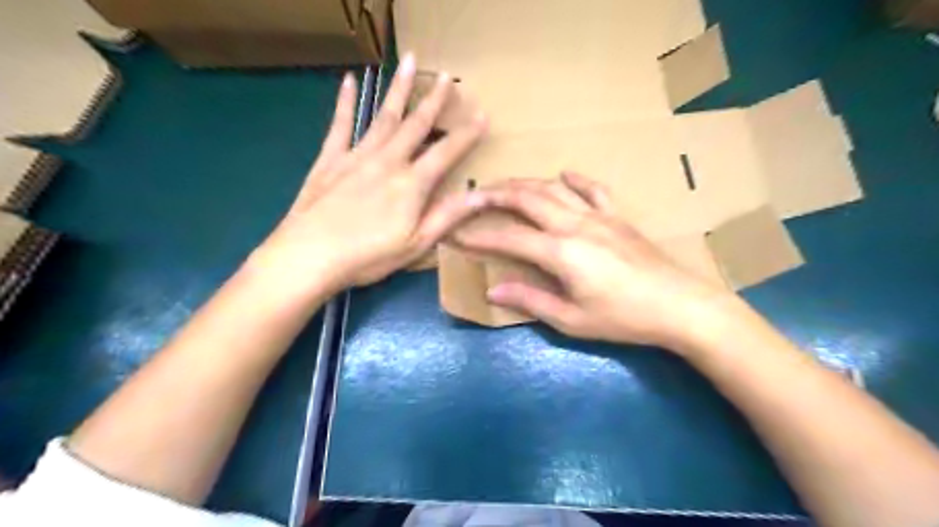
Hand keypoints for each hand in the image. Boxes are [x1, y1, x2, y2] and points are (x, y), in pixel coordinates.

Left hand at [246, 58, 488, 298]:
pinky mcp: (330, 160)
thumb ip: (447, 216)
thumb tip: (481, 195)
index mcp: (411, 184)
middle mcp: (387, 161)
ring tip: (410, 62)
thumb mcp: (416, 244)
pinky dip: (345, 102)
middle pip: (415, 125)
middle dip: (434, 101)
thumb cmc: (367, 257)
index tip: (482, 115)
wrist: (308, 256)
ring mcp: (356, 156)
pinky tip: (348, 81)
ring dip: (399, 89)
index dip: (466, 135)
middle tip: (447, 77)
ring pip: (383, 116)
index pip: (446, 153)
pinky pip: (340, 124)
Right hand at [461, 173, 740, 353]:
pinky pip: (594, 190)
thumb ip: (531, 300)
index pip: (509, 237)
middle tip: (472, 194)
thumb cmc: (623, 318)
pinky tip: (564, 174)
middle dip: (495, 194)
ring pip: (554, 189)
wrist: (680, 306)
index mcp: (561, 252)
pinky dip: (576, 179)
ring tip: (504, 185)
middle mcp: (576, 224)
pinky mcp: (618, 217)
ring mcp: (599, 216)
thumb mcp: (572, 319)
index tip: (457, 233)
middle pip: (527, 198)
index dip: (480, 235)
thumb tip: (493, 292)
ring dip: (525, 183)